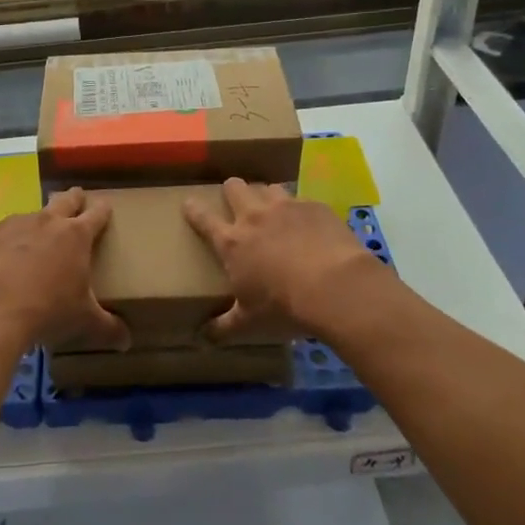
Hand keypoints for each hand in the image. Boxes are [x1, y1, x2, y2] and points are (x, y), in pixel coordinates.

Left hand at [0, 189, 128, 354]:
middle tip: (77, 199)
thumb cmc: (48, 311)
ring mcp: (18, 224)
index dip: (103, 209)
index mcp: (77, 236)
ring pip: (35, 212)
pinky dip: (13, 236)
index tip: (106, 205)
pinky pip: (8, 229)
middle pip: (66, 199)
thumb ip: (108, 328)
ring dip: (41, 219)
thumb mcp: (84, 321)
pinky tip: (9, 252)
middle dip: (74, 198)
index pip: (97, 213)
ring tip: (40, 233)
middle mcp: (49, 221)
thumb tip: (126, 341)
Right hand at [183, 178, 388, 343]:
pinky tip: (310, 225)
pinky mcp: (315, 207)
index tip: (188, 203)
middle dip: (232, 190)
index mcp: (232, 242)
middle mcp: (254, 216)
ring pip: (268, 188)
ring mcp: (286, 207)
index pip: (203, 219)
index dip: (193, 209)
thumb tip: (203, 337)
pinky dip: (301, 210)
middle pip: (234, 188)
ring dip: (267, 196)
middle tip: (236, 201)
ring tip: (274, 210)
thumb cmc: (284, 306)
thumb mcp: (250, 322)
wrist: (335, 287)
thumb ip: (224, 325)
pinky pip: (302, 200)